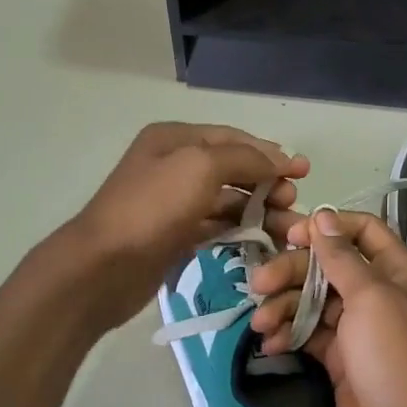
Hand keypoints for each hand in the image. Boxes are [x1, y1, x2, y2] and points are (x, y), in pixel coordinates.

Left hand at [63, 122, 306, 332]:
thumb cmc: (152, 208)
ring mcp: (174, 203)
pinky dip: (240, 231)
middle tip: (293, 204)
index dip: (271, 153)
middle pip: (233, 169)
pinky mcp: (175, 236)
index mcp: (175, 139)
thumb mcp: (201, 166)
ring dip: (260, 211)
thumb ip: (244, 158)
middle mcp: (174, 165)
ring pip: (228, 201)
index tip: (304, 171)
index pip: (234, 138)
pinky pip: (216, 227)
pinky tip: (263, 242)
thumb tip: (280, 159)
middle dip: (268, 183)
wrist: (102, 267)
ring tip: (289, 230)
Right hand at [248, 209, 406, 406]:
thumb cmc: (394, 357)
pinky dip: (289, 335)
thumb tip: (323, 216)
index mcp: (396, 271)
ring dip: (284, 307)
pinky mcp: (341, 359)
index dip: (327, 228)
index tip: (291, 236)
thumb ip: (342, 257)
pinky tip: (269, 345)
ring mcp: (358, 328)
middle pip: (328, 267)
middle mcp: (378, 294)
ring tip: (259, 323)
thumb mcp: (370, 297)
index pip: (362, 231)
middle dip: (291, 272)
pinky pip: (309, 334)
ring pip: (314, 302)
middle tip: (257, 284)